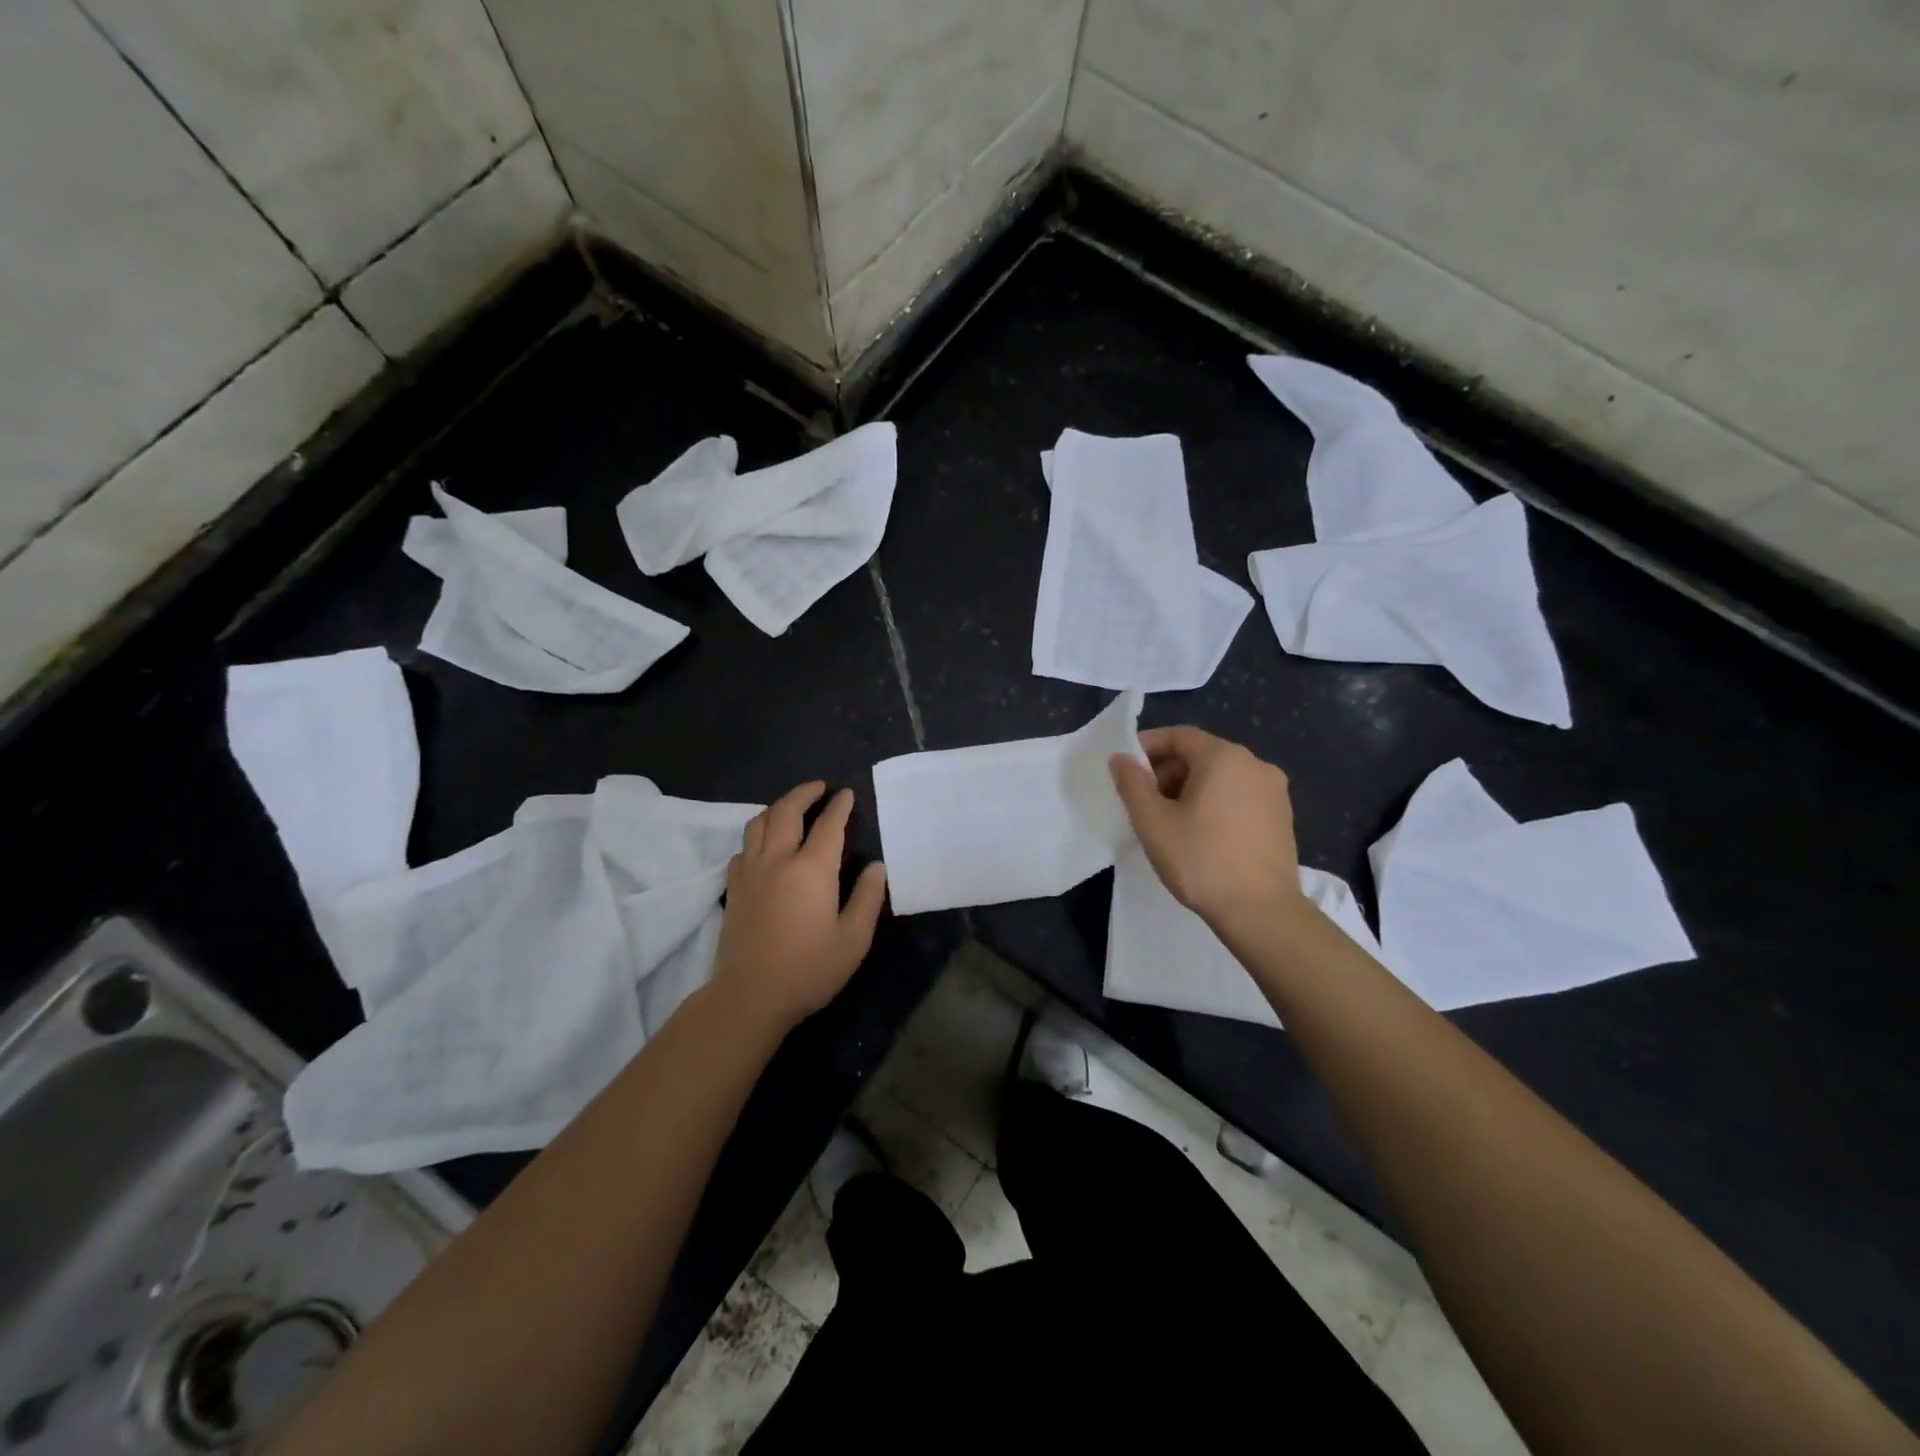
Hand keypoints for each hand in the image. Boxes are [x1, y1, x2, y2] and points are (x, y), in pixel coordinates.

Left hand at [710, 782, 887, 1031]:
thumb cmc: (809, 969)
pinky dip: (755, 838)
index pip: (828, 825)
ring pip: (758, 823)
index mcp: (812, 869)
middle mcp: (778, 860)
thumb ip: (867, 898)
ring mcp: (751, 872)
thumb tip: (877, 867)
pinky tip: (763, 847)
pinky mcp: (733, 889)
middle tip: (819, 787)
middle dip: (804, 793)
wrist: (750, 996)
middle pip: (786, 811)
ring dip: (776, 808)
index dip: (839, 806)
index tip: (847, 793)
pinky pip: (742, 849)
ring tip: (790, 808)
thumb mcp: (853, 939)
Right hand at [1109, 727, 1310, 936]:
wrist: (1262, 912)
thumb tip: (1120, 758)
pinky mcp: (1282, 816)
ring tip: (1169, 820)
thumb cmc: (1201, 861)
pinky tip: (1201, 833)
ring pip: (1221, 776)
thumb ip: (1132, 783)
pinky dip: (1215, 802)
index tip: (1125, 769)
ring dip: (1190, 788)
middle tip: (1143, 800)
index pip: (1179, 736)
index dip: (1148, 747)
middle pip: (1201, 754)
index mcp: (1224, 757)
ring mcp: (1274, 791)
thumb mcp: (1153, 822)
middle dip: (1167, 771)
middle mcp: (1255, 764)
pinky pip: (1240, 795)